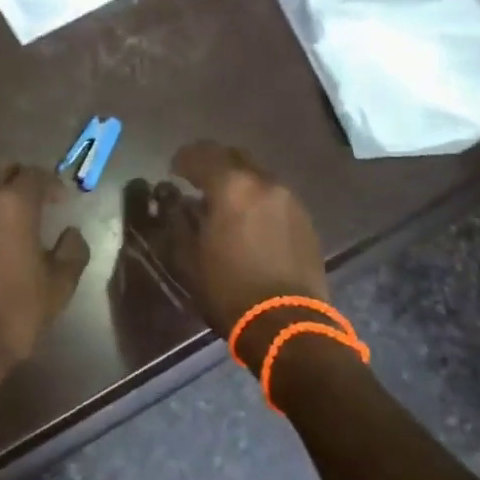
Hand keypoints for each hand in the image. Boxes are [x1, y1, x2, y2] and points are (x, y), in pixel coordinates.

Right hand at [168, 142, 330, 359]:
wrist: (287, 324)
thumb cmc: (229, 290)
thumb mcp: (189, 257)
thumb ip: (181, 221)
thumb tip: (179, 202)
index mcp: (232, 187)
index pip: (202, 155)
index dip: (183, 159)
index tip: (173, 170)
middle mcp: (263, 182)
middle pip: (234, 156)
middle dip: (213, 162)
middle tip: (197, 177)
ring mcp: (289, 199)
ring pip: (257, 175)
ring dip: (238, 181)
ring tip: (224, 201)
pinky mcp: (305, 219)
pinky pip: (274, 196)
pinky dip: (257, 198)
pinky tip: (249, 219)